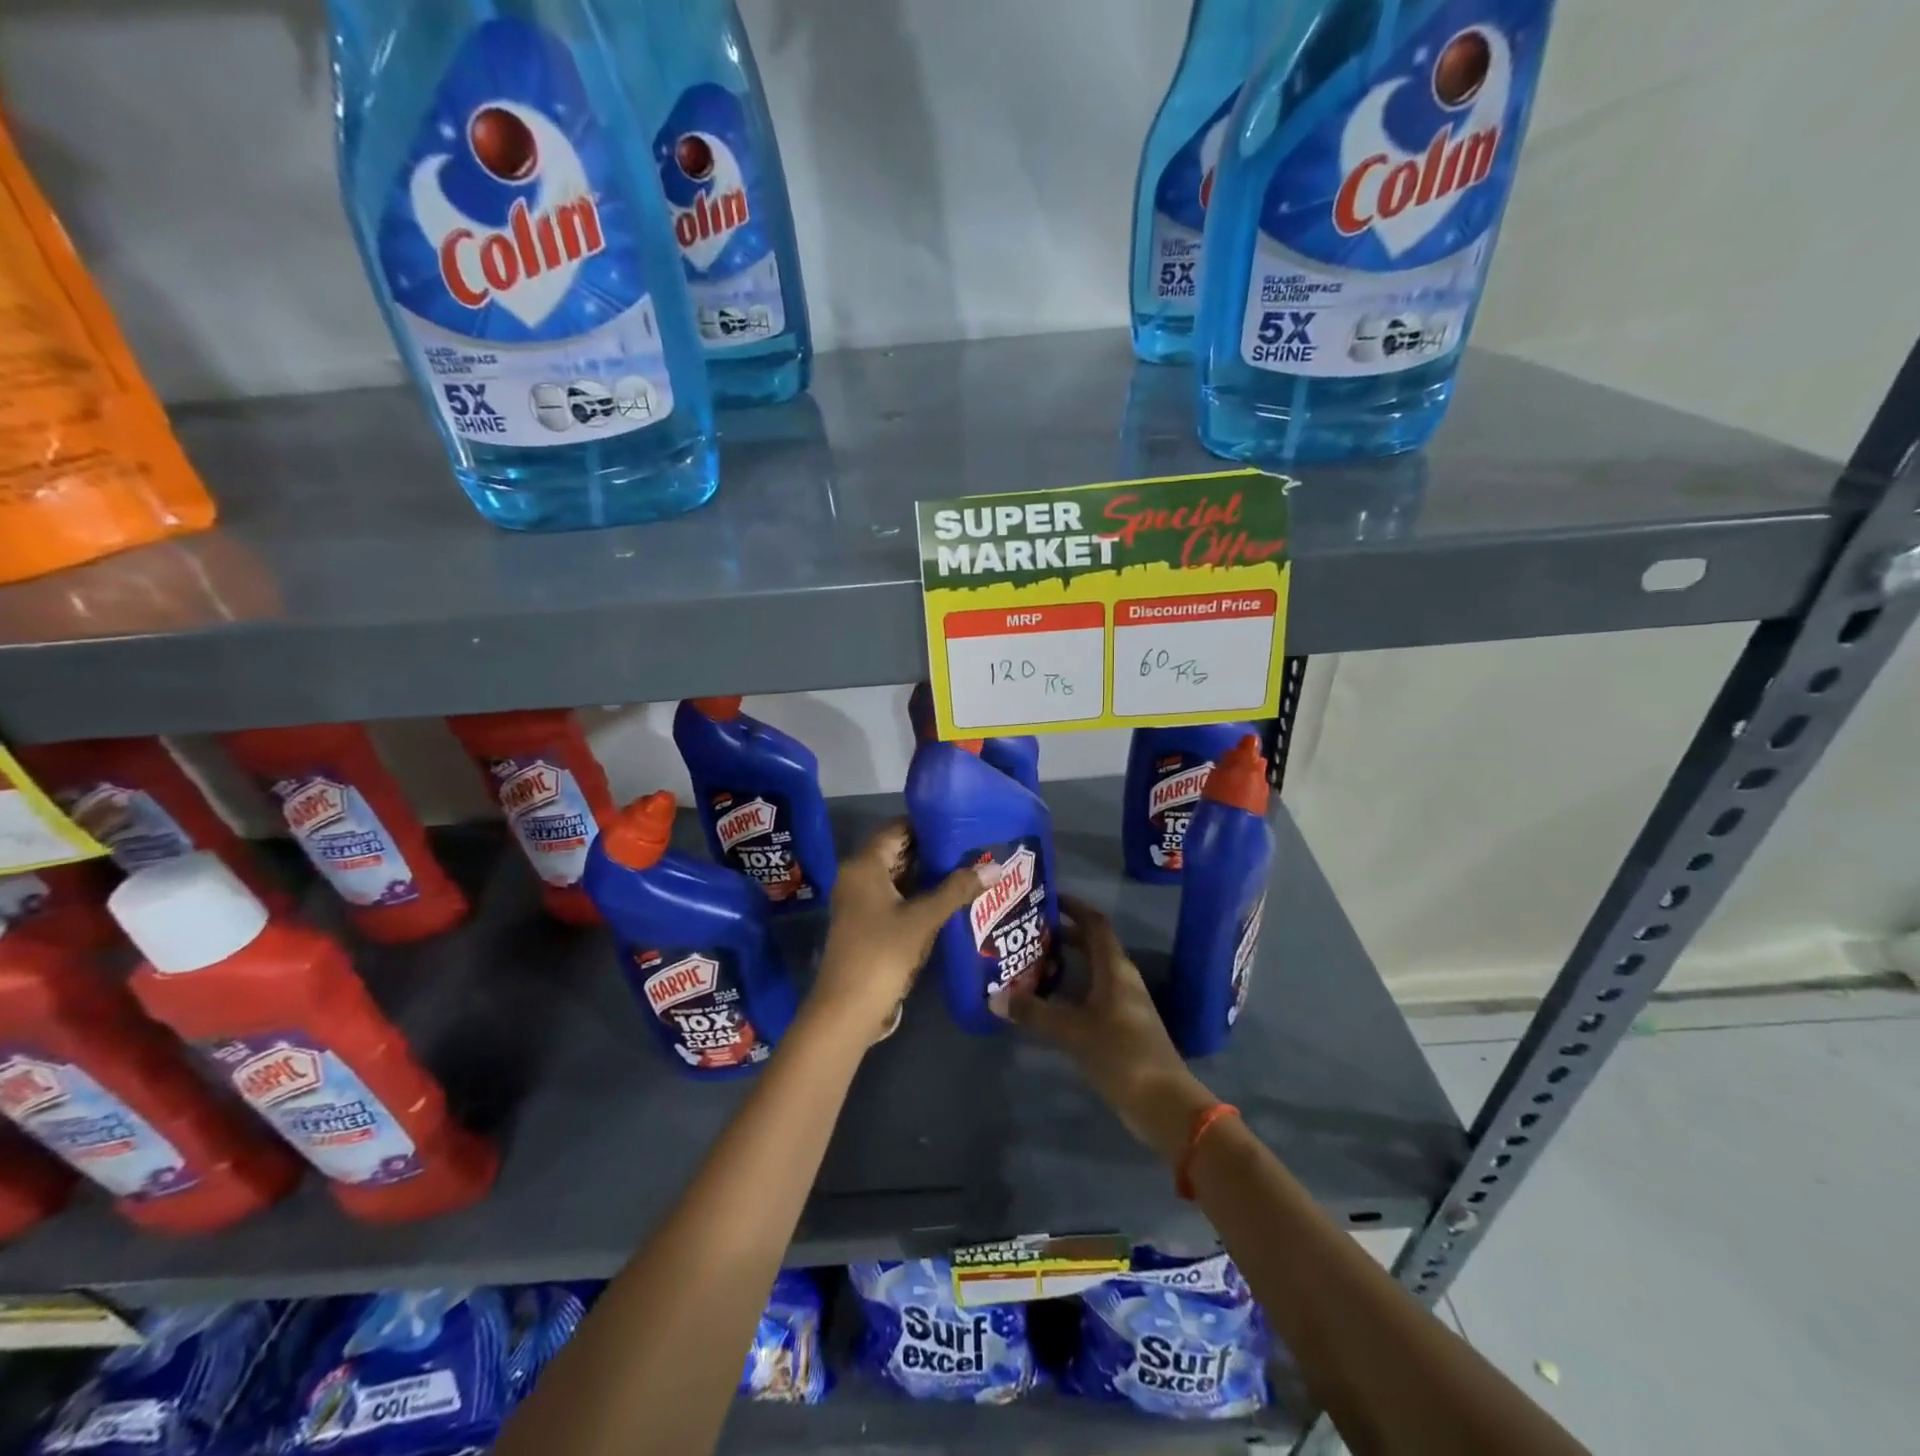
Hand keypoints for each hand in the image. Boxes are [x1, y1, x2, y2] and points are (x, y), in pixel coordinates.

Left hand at [809, 821, 995, 1042]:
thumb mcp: (923, 919)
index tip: (962, 822)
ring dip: (929, 874)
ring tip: (970, 868)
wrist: (848, 1009)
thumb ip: (957, 889)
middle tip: (973, 846)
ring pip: (899, 876)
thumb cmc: (882, 953)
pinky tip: (950, 898)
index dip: (928, 824)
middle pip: (899, 851)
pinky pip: (897, 897)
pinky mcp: (868, 923)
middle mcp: (858, 876)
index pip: (898, 828)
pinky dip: (920, 895)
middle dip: (934, 849)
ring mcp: (861, 902)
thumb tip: (995, 866)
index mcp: (864, 865)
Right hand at [999, 895, 1216, 1163]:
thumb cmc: (1120, 1054)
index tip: (1047, 897)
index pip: (1095, 923)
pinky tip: (1049, 1001)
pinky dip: (1072, 989)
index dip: (1074, 906)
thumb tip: (995, 997)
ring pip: (1093, 970)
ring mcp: (1125, 1003)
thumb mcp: (1072, 1031)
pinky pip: (1093, 994)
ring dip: (1067, 962)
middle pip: (1093, 944)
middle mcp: (1122, 978)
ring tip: (1031, 962)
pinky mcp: (1123, 1026)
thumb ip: (1034, 1013)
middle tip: (1029, 931)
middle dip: (1064, 934)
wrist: (1164, 1103)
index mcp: (1115, 968)